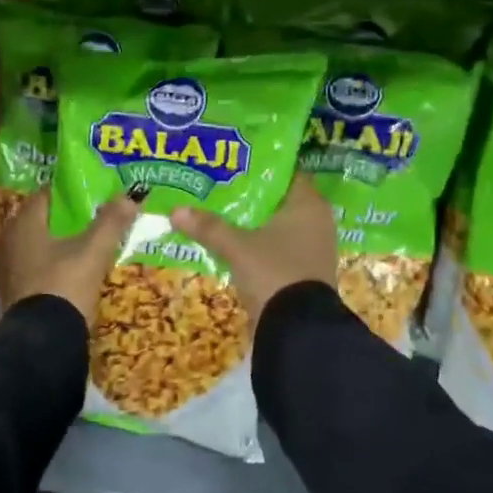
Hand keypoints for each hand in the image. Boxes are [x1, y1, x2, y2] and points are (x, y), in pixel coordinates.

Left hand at [0, 190, 138, 325]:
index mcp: (23, 223)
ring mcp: (7, 267)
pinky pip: (33, 265)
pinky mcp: (12, 290)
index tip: (91, 194)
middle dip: (64, 219)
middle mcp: (8, 240)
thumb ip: (111, 222)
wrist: (44, 340)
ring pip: (36, 244)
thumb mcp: (94, 251)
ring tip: (85, 244)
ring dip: (57, 242)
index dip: (69, 193)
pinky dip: (50, 263)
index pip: (46, 195)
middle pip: (40, 220)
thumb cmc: (66, 284)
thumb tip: (130, 196)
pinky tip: (70, 269)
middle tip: (92, 218)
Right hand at [171, 174, 336, 322]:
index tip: (235, 164)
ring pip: (279, 225)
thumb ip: (209, 227)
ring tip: (221, 213)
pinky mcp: (305, 271)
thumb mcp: (237, 248)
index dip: (262, 167)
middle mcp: (317, 221)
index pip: (288, 173)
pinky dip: (260, 243)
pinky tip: (235, 243)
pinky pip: (280, 247)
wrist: (298, 329)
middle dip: (253, 196)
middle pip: (280, 199)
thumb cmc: (274, 272)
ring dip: (255, 222)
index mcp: (309, 204)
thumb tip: (175, 210)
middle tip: (221, 186)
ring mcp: (313, 248)